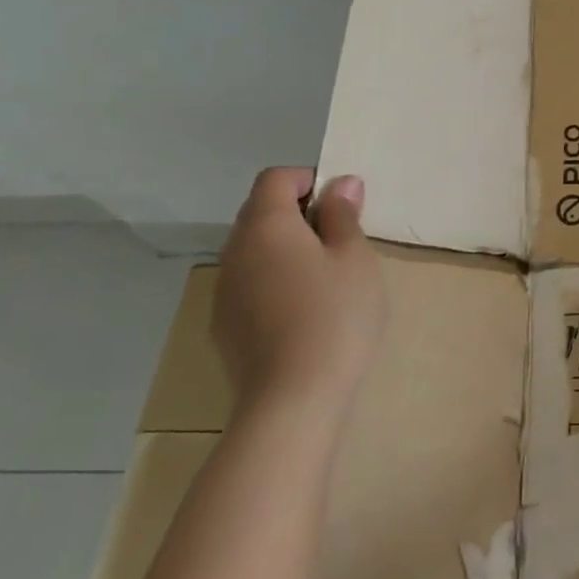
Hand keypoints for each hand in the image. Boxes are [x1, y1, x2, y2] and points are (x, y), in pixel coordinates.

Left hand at [213, 168, 388, 412]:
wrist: (293, 400)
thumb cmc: (334, 316)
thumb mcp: (355, 257)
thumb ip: (344, 215)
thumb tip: (341, 184)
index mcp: (265, 226)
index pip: (275, 178)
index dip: (309, 180)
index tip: (342, 205)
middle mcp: (234, 252)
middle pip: (260, 212)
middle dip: (300, 214)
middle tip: (342, 240)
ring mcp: (224, 292)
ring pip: (255, 251)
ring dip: (287, 249)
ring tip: (326, 277)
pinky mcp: (224, 327)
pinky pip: (250, 284)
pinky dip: (275, 281)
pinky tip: (304, 312)